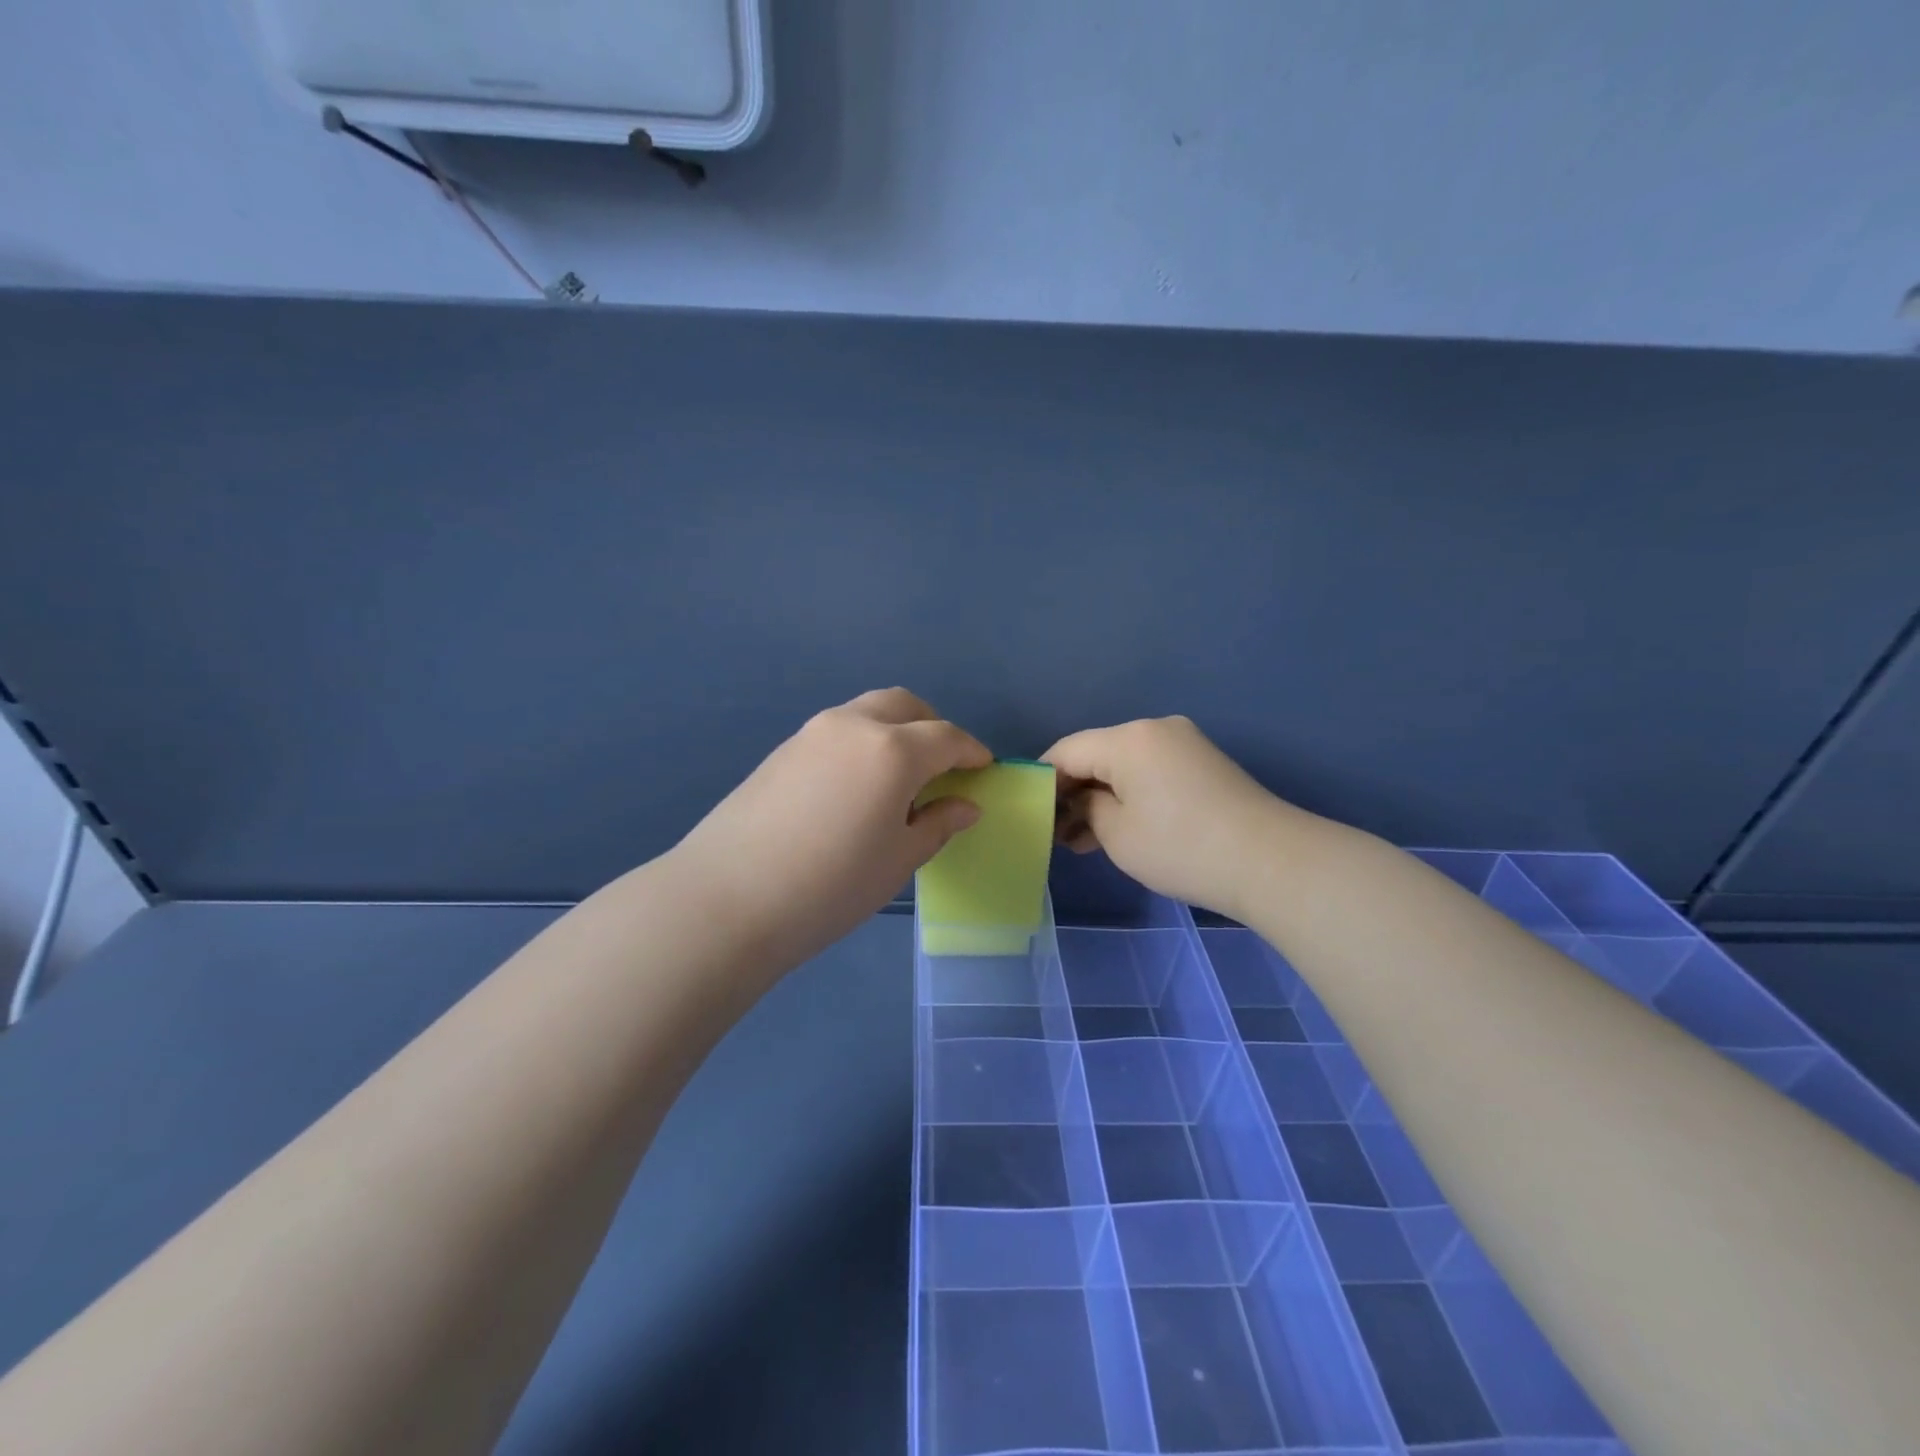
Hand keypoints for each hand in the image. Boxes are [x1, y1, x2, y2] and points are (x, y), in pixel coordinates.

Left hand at [672, 688, 991, 970]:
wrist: (727, 898)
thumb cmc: (831, 885)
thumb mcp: (898, 860)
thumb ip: (937, 824)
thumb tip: (965, 806)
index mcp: (893, 750)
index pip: (946, 738)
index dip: (971, 752)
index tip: (983, 769)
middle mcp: (854, 725)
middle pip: (905, 706)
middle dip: (932, 727)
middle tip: (943, 766)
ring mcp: (812, 733)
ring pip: (867, 712)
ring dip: (895, 730)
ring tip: (899, 777)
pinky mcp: (782, 749)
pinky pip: (837, 731)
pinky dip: (862, 742)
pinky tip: (855, 786)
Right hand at [1045, 715, 1297, 918]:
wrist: (1270, 862)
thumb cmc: (1181, 847)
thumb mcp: (1116, 833)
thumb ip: (1087, 807)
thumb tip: (1084, 800)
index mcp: (1128, 738)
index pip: (1066, 751)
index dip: (1042, 780)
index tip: (1029, 813)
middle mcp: (1154, 729)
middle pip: (1096, 754)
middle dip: (1073, 792)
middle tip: (1056, 834)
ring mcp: (1183, 743)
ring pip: (1124, 765)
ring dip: (1101, 797)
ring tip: (1082, 841)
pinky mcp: (1202, 763)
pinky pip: (1150, 771)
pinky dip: (1130, 795)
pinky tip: (1116, 828)